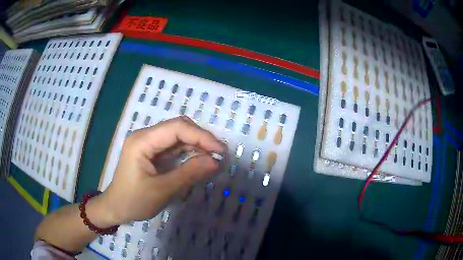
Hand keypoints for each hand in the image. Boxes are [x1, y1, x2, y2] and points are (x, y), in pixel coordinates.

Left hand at [98, 116, 225, 224]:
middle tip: (219, 154)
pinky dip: (188, 152)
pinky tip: (199, 160)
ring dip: (196, 145)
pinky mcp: (152, 152)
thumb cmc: (134, 201)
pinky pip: (174, 146)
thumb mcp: (162, 190)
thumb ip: (189, 174)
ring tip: (213, 157)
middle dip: (201, 139)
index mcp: (142, 141)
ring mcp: (148, 143)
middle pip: (178, 128)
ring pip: (178, 136)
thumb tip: (216, 161)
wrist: (116, 208)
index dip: (201, 136)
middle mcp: (145, 136)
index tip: (221, 151)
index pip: (177, 128)